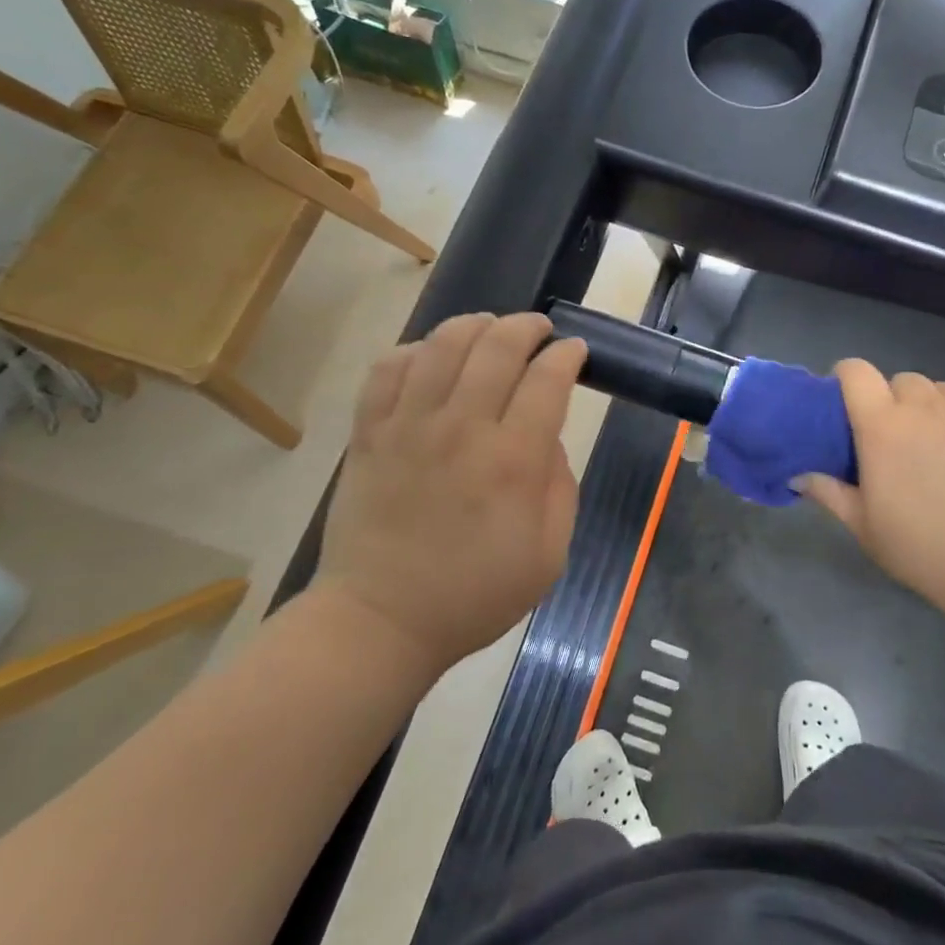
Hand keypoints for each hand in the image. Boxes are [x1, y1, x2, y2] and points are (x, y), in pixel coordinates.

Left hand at [315, 313, 587, 672]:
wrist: (382, 620)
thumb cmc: (475, 594)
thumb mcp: (550, 554)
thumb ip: (559, 486)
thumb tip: (545, 435)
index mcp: (512, 461)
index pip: (547, 380)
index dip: (567, 355)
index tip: (575, 352)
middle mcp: (462, 429)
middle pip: (498, 346)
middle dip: (527, 327)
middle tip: (539, 331)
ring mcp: (409, 426)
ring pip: (443, 344)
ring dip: (475, 325)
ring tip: (489, 329)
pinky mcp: (370, 432)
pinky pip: (390, 368)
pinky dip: (416, 350)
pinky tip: (432, 358)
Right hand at [798, 361, 944, 634]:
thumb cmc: (925, 549)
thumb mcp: (865, 527)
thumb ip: (830, 493)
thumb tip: (798, 476)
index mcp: (881, 425)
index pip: (855, 371)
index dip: (848, 378)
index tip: (850, 402)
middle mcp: (923, 404)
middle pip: (902, 382)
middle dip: (897, 403)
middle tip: (903, 441)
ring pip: (944, 391)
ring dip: (937, 409)